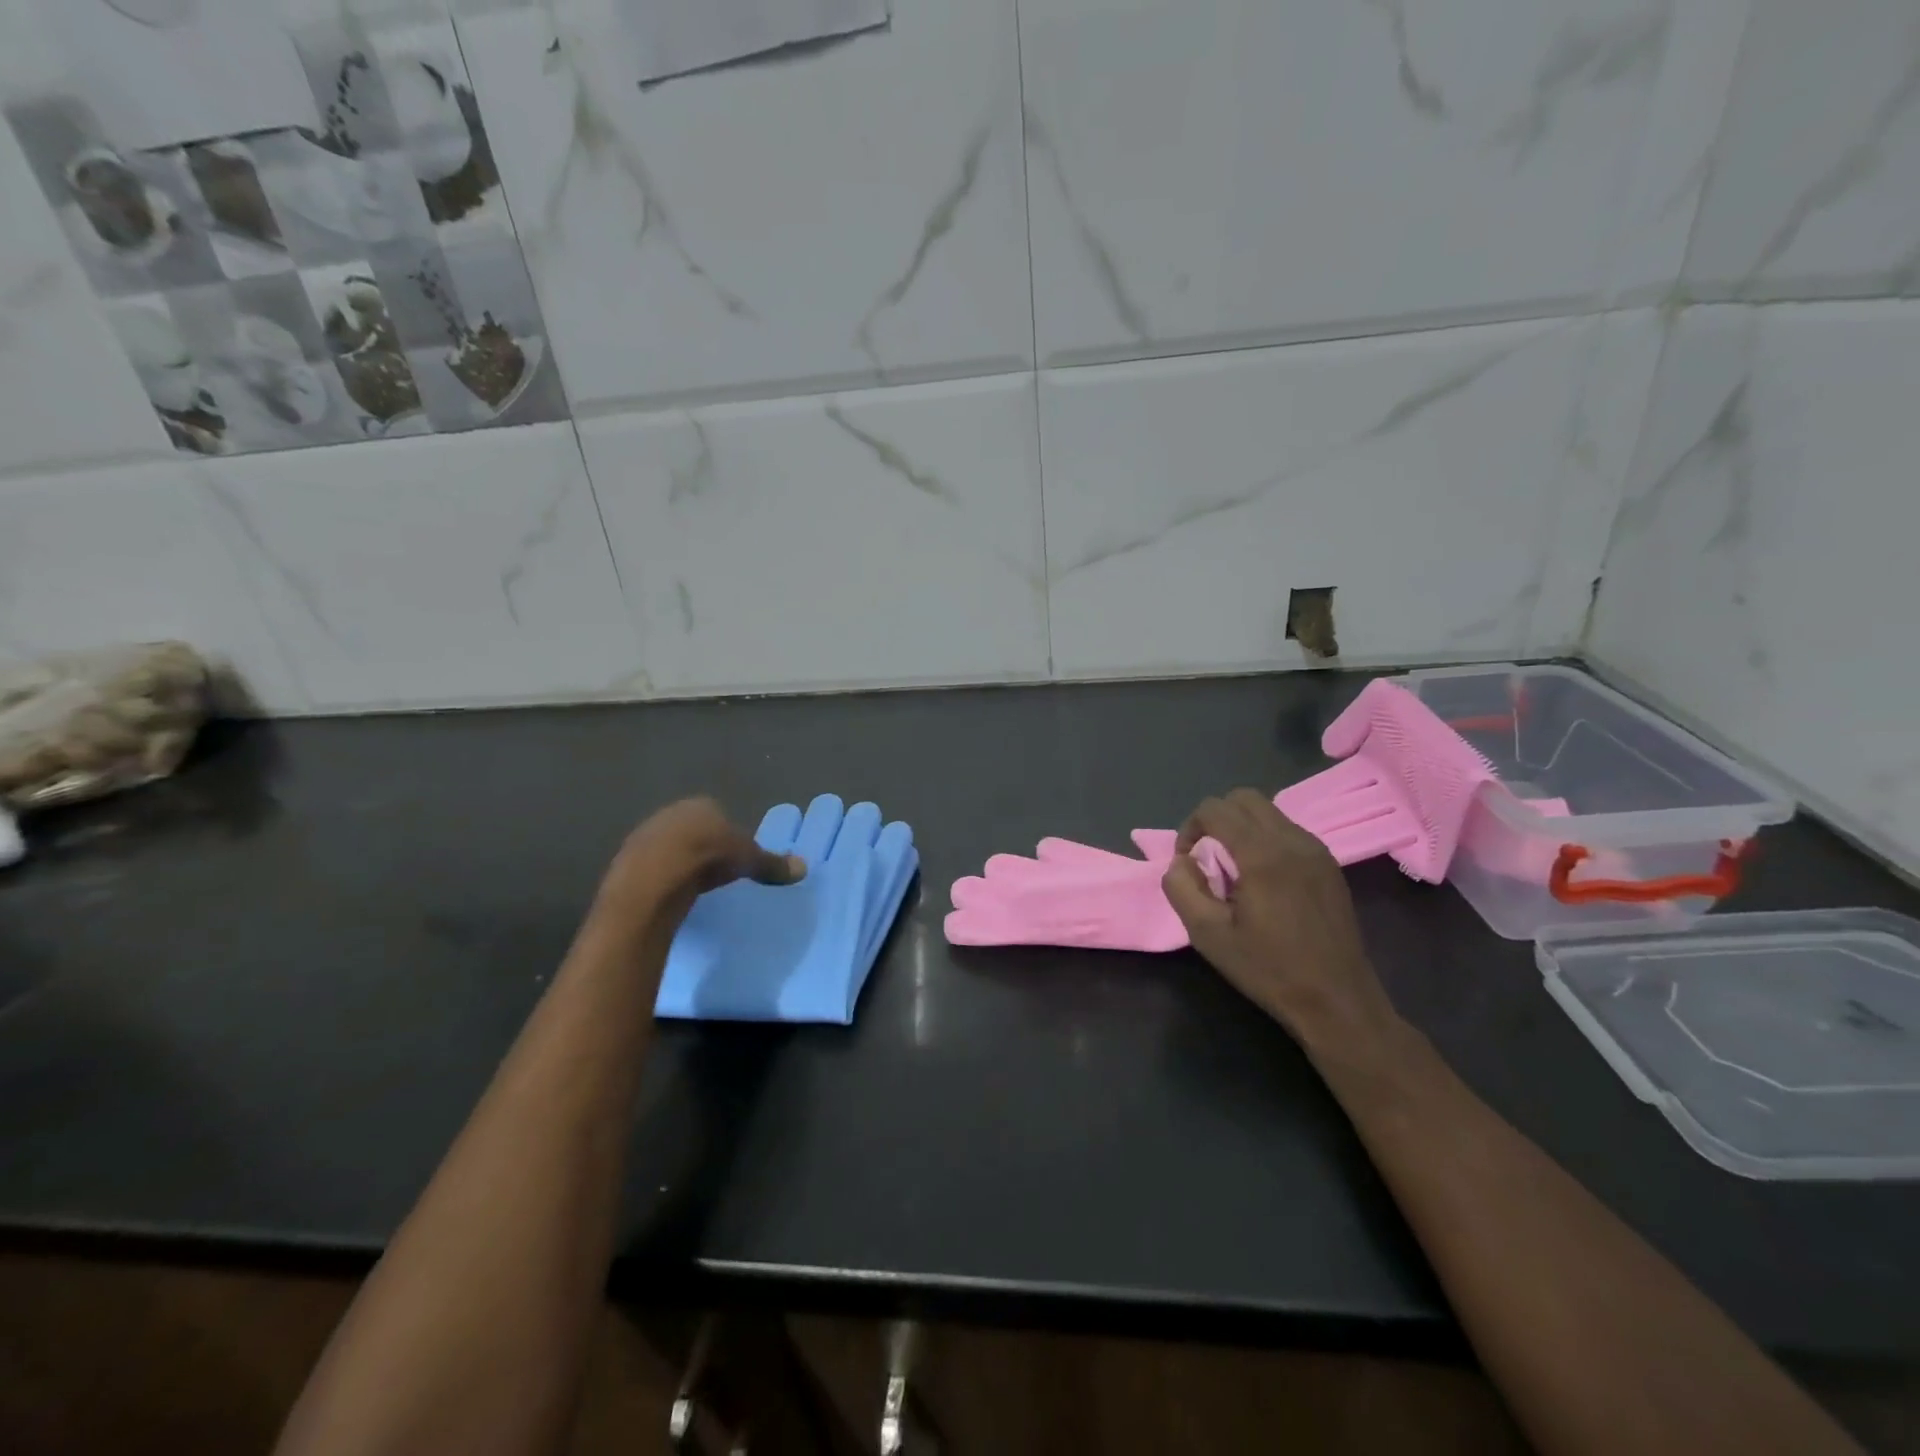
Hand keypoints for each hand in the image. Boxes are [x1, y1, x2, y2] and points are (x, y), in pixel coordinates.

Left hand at [598, 798, 804, 924]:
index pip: (718, 814)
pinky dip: (660, 878)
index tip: (734, 856)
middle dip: (701, 846)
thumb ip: (772, 864)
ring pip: (668, 847)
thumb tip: (804, 867)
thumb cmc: (708, 859)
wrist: (654, 879)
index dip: (727, 834)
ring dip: (678, 863)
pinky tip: (669, 895)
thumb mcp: (748, 861)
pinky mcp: (625, 860)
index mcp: (702, 806)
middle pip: (691, 828)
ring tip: (692, 887)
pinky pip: (650, 867)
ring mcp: (644, 835)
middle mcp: (671, 813)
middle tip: (715, 872)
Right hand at [1162, 789, 1397, 1049]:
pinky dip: (1265, 839)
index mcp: (1262, 854)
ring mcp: (1316, 850)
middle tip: (1207, 857)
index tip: (1187, 861)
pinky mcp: (1329, 865)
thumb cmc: (1269, 969)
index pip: (1214, 809)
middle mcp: (1292, 840)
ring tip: (1235, 871)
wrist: (1337, 1002)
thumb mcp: (1207, 934)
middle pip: (1243, 798)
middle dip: (1215, 818)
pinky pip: (1288, 831)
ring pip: (1268, 812)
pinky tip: (1263, 881)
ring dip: (1241, 828)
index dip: (1189, 827)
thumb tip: (1181, 861)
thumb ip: (1181, 887)